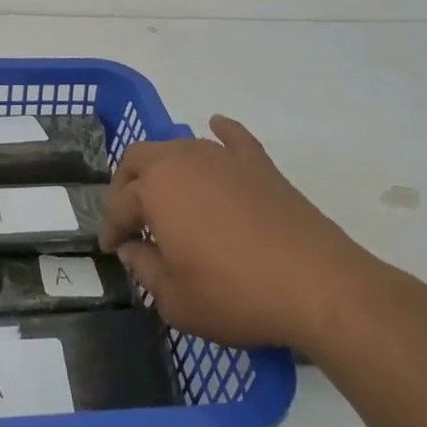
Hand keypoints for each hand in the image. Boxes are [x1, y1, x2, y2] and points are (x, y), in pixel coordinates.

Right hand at [101, 115, 404, 354]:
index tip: (110, 249)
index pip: (119, 205)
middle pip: (139, 159)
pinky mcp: (259, 164)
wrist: (317, 285)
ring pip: (179, 146)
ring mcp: (222, 158)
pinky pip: (233, 137)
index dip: (111, 229)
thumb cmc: (235, 294)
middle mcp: (181, 160)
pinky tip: (215, 126)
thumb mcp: (175, 300)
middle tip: (129, 216)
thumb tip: (132, 248)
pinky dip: (221, 132)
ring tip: (165, 192)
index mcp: (154, 190)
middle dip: (126, 184)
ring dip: (163, 165)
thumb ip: (144, 269)